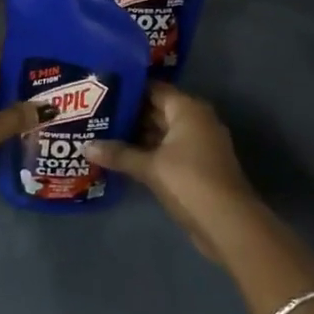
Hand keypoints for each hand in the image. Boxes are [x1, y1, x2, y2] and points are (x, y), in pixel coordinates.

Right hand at [87, 84, 260, 263]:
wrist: (228, 224)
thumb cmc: (189, 181)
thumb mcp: (150, 167)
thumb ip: (119, 154)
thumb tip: (85, 147)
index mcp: (188, 109)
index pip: (154, 89)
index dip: (128, 90)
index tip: (102, 92)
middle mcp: (196, 120)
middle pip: (157, 110)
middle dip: (129, 115)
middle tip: (96, 115)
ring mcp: (198, 144)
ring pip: (162, 133)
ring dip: (137, 137)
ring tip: (102, 135)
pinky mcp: (197, 166)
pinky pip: (168, 151)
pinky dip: (149, 153)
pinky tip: (123, 159)